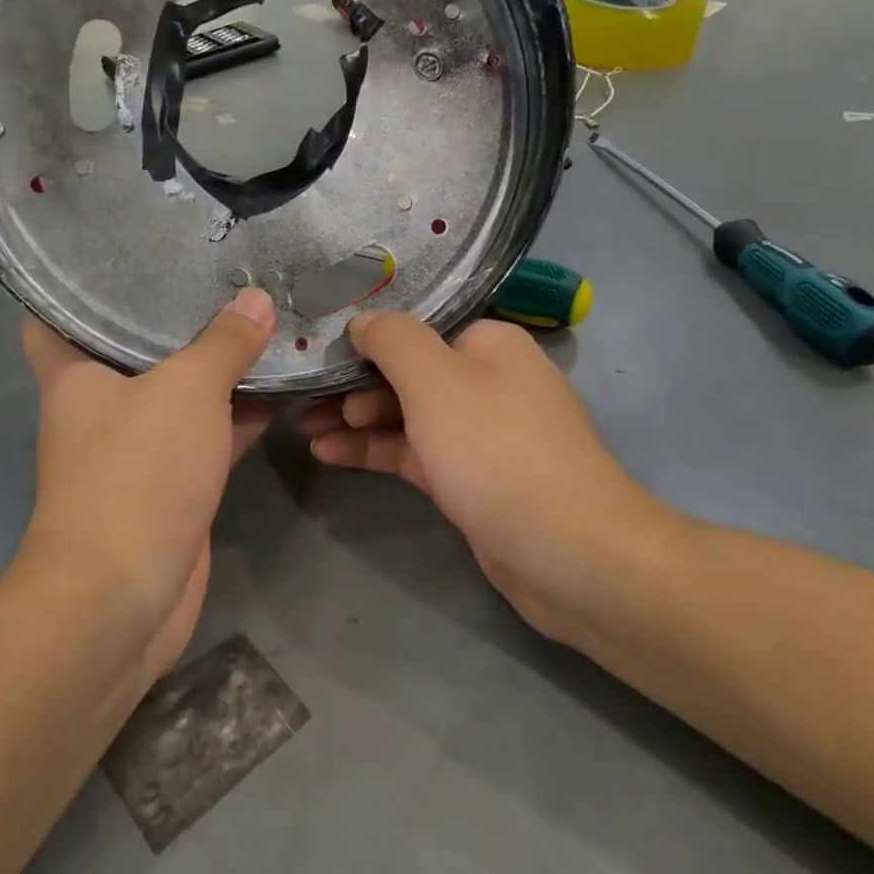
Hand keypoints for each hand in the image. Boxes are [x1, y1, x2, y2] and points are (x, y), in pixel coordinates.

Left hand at [16, 288, 276, 685]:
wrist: (126, 594)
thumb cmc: (137, 471)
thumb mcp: (186, 389)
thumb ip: (224, 342)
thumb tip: (258, 298)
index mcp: (74, 375)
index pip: (51, 316)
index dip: (75, 288)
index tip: (121, 257)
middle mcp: (99, 408)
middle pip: (132, 350)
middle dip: (175, 320)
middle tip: (220, 276)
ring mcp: (136, 450)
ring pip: (179, 395)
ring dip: (218, 369)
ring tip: (265, 321)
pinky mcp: (172, 486)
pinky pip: (206, 435)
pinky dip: (238, 415)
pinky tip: (281, 388)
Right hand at [299, 313, 668, 650]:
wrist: (570, 554)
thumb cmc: (497, 451)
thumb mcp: (436, 380)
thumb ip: (392, 340)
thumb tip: (362, 319)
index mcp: (489, 344)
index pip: (416, 327)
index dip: (365, 337)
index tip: (318, 350)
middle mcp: (488, 381)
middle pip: (408, 371)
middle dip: (353, 383)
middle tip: (303, 398)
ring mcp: (480, 434)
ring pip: (407, 415)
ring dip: (356, 419)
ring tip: (303, 426)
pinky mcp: (471, 480)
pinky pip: (414, 453)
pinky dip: (375, 450)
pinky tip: (328, 453)